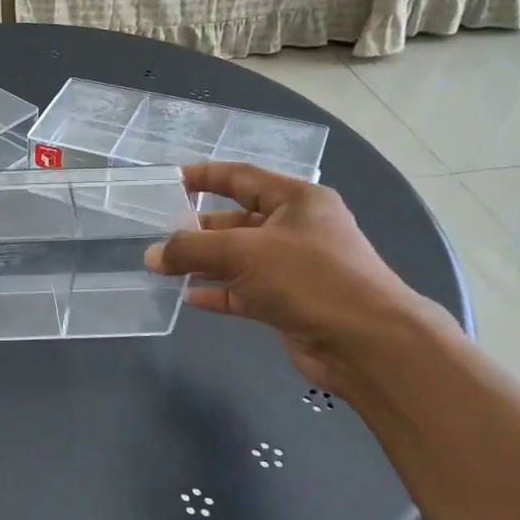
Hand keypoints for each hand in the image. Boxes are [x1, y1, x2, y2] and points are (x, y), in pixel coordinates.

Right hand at [146, 163, 438, 393]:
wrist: (367, 343)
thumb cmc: (309, 278)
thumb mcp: (242, 252)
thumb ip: (191, 249)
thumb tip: (152, 255)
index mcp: (296, 201)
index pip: (241, 177)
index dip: (204, 176)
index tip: (169, 181)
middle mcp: (297, 229)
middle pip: (236, 220)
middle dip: (198, 228)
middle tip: (158, 235)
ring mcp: (294, 268)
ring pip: (238, 258)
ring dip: (203, 262)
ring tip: (163, 267)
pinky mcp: (289, 302)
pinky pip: (244, 291)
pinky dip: (218, 292)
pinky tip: (189, 297)